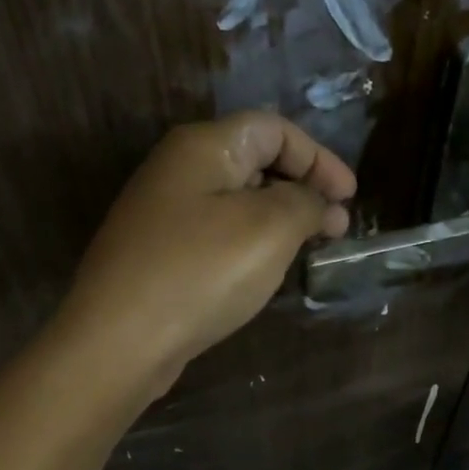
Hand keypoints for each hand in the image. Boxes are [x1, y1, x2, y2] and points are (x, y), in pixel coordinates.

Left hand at [57, 110, 355, 396]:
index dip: (319, 158)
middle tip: (336, 227)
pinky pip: (218, 233)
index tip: (349, 198)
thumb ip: (305, 203)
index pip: (274, 129)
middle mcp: (178, 170)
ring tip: (309, 249)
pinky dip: (252, 242)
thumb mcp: (269, 229)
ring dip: (279, 218)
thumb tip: (320, 203)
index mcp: (203, 147)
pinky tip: (266, 270)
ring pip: (236, 201)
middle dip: (302, 188)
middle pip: (254, 160)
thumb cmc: (200, 273)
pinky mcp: (159, 254)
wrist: (119, 340)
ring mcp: (163, 214)